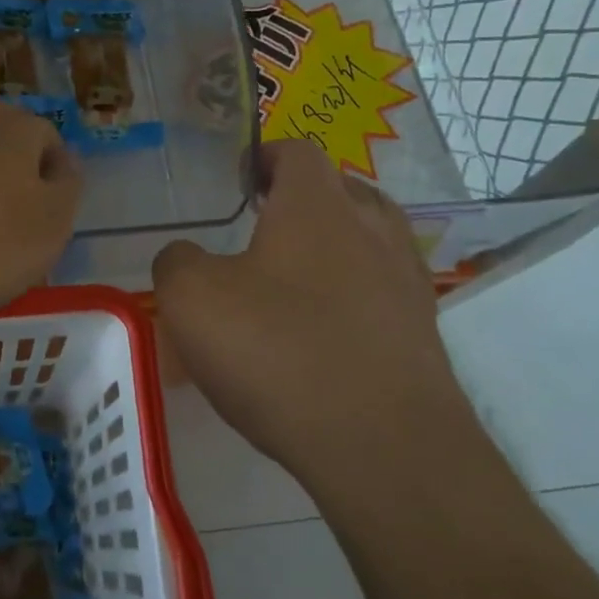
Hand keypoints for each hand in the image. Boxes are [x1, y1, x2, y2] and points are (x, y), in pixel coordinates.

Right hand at [153, 140, 467, 485]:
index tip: (239, 179)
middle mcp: (372, 230)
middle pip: (342, 190)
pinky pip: (383, 293)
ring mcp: (406, 282)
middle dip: (303, 199)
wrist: (383, 447)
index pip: (297, 152)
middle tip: (263, 225)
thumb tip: (186, 257)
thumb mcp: (192, 299)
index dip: (265, 156)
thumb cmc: (278, 351)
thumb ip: (176, 262)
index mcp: (318, 206)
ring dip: (334, 246)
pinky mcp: (422, 335)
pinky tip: (322, 331)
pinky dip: (353, 296)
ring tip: (292, 278)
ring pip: (370, 240)